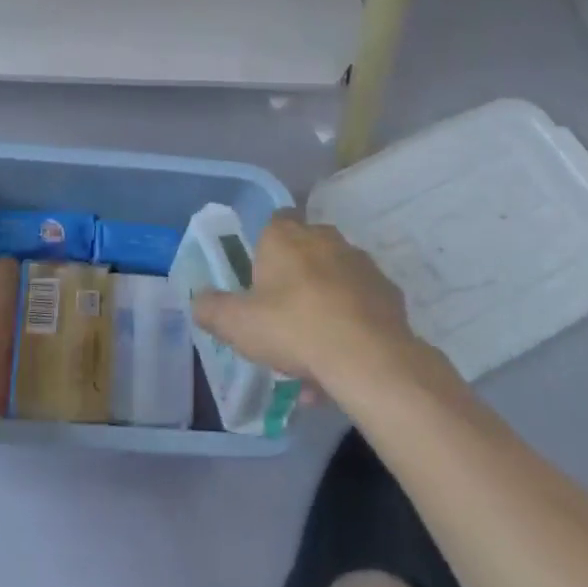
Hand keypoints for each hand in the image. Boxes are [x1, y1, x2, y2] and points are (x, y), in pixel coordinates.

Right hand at [191, 213, 435, 394]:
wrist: (369, 359)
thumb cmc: (293, 328)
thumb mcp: (237, 324)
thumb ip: (212, 309)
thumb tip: (198, 301)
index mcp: (285, 235)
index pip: (274, 221)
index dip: (266, 249)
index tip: (260, 281)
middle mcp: (325, 238)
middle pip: (306, 251)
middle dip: (296, 280)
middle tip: (282, 321)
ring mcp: (361, 263)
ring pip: (335, 282)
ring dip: (324, 307)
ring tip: (313, 357)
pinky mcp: (389, 293)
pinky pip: (361, 306)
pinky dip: (351, 327)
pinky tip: (341, 365)